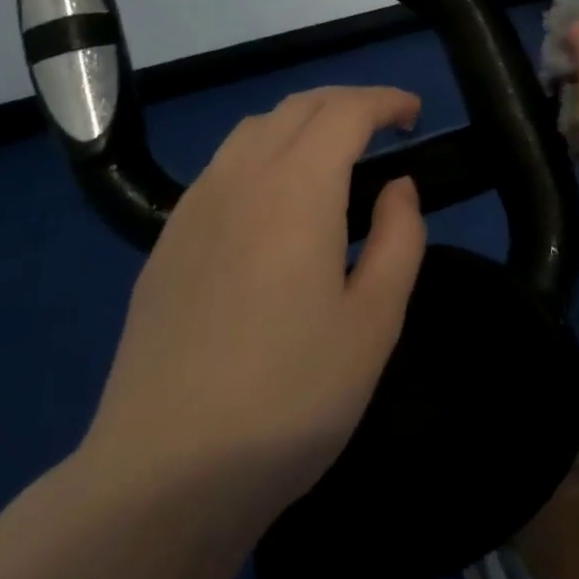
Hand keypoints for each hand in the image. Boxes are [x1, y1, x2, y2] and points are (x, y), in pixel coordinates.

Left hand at [76, 87, 425, 525]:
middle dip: (348, 102)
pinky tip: (275, 199)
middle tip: (385, 127)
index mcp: (296, 190)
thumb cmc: (289, 398)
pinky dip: (263, 152)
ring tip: (334, 154)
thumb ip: (398, 239)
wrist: (163, 476)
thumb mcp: (374, 323)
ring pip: (254, 129)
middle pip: (297, 107)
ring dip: (302, 122)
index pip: (345, 111)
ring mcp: (194, 209)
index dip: (385, 101)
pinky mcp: (168, 242)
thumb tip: (399, 187)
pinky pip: (223, 166)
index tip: (415, 114)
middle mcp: (240, 179)